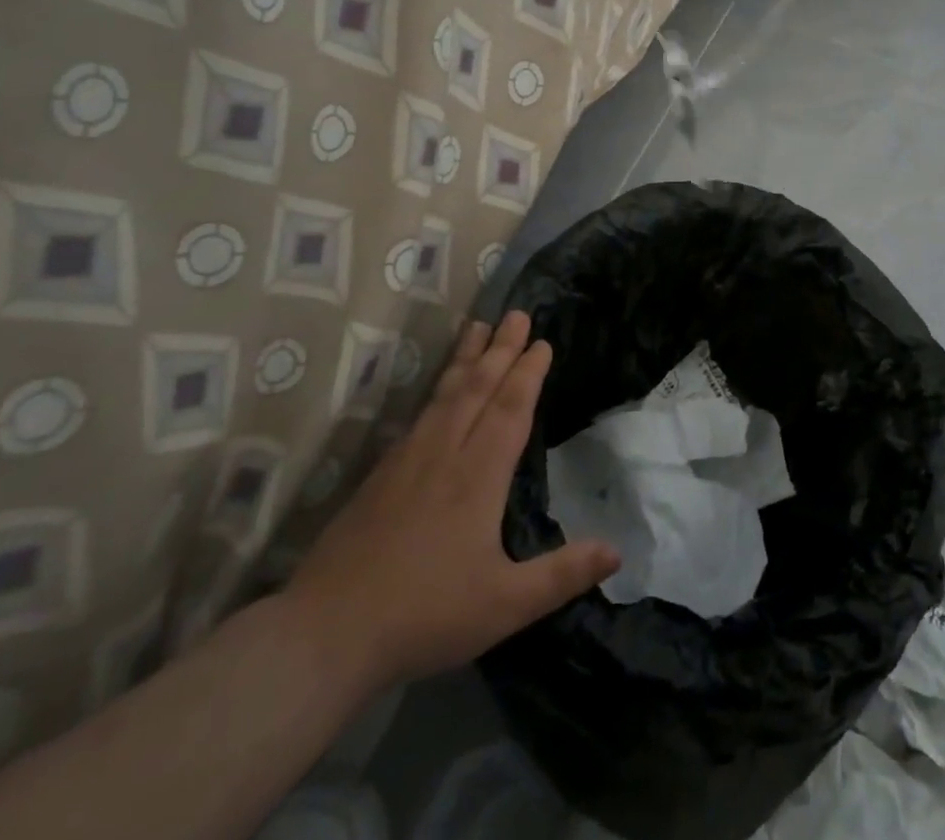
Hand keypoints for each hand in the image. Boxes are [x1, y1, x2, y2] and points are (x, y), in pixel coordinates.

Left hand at [282, 311, 619, 692]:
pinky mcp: (381, 473)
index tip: (542, 342)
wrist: (326, 632)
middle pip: (478, 388)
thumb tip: (617, 552)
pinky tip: (439, 388)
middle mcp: (445, 453)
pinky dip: (438, 386)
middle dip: (501, 348)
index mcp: (478, 476)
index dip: (528, 373)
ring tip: (477, 326)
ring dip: (466, 357)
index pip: (511, 410)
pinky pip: (420, 412)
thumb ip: (562, 574)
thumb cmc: (425, 615)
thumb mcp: (505, 605)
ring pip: (446, 393)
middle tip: (517, 313)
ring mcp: (408, 459)